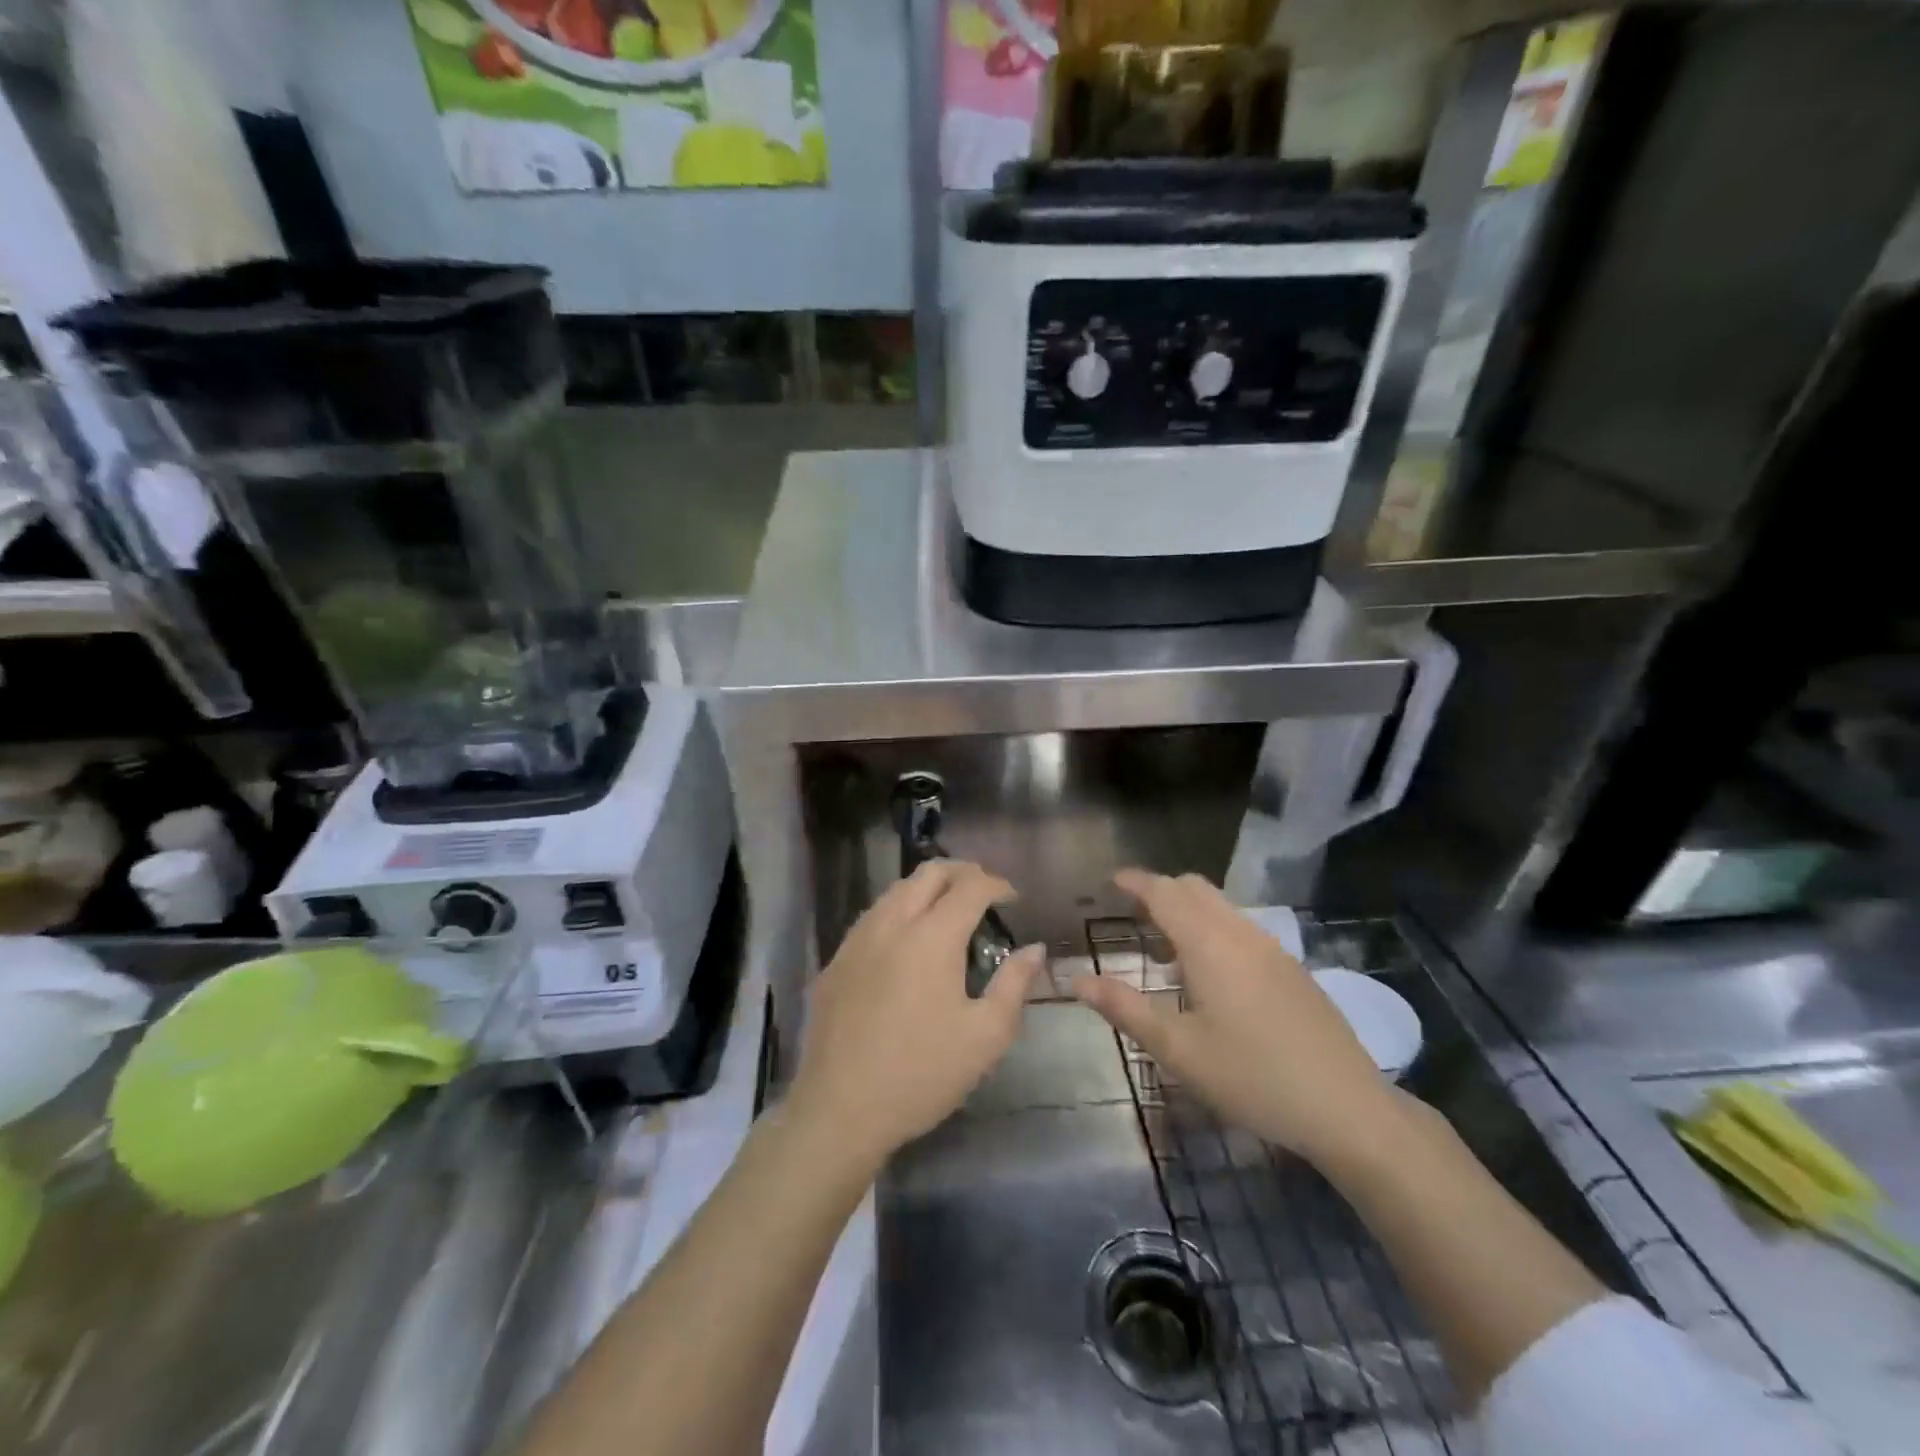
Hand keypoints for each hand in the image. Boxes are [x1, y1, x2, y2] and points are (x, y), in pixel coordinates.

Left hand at [788, 861, 1043, 1170]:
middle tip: (984, 893)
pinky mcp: (836, 961)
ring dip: (928, 888)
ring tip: (948, 912)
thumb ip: (1014, 984)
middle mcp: (891, 923)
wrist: (840, 1110)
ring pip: (896, 890)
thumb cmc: (922, 1073)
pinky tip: (907, 943)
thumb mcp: (985, 1036)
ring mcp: (857, 939)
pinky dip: (899, 911)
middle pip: (929, 873)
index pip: (970, 886)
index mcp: (932, 936)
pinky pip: (873, 916)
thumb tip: (1035, 949)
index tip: (1013, 899)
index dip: (997, 884)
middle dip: (962, 872)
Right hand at [1073, 869, 1395, 1164]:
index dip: (1136, 882)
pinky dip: (1214, 930)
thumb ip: (1124, 1009)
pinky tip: (1211, 979)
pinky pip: (1242, 928)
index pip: (1165, 893)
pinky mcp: (1293, 969)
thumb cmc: (1252, 1077)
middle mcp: (1241, 934)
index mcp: (1209, 945)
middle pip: (1195, 888)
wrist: (1348, 1107)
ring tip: (1165, 953)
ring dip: (1188, 912)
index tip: (1111, 880)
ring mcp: (1273, 949)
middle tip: (1132, 915)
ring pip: (1221, 907)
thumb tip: (1077, 980)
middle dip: (1161, 890)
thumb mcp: (1178, 1050)